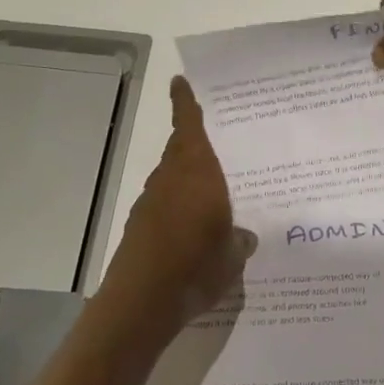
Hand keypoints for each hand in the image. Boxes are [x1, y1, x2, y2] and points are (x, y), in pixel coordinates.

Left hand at [100, 77, 255, 331]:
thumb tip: (244, 236)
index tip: (179, 81)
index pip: (188, 125)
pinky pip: (165, 207)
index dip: (185, 103)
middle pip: (180, 151)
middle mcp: (170, 180)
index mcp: (196, 172)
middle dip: (196, 145)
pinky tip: (194, 232)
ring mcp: (150, 204)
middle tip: (221, 146)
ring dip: (188, 180)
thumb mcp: (232, 254)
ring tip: (214, 195)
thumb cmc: (195, 265)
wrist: (141, 302)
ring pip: (172, 180)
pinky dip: (179, 210)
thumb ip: (240, 240)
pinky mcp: (139, 229)